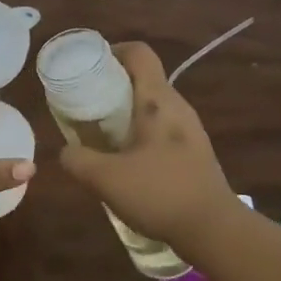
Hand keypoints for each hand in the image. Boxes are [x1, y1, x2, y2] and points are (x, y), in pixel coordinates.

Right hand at [56, 41, 243, 253]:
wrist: (215, 230)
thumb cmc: (159, 193)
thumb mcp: (104, 178)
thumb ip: (77, 159)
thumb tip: (66, 151)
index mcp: (157, 99)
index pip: (139, 53)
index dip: (113, 51)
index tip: (89, 67)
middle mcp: (176, 106)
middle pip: (142, 78)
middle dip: (111, 85)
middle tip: (86, 104)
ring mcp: (189, 129)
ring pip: (151, 105)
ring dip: (125, 111)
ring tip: (101, 133)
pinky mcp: (194, 151)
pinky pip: (161, 127)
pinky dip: (139, 132)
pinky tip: (125, 160)